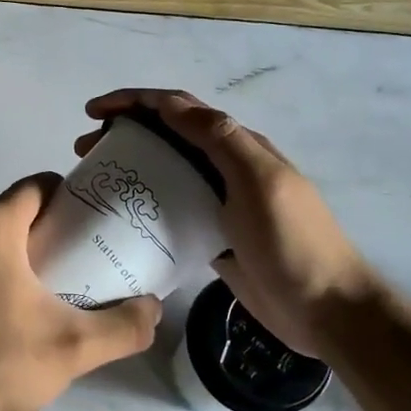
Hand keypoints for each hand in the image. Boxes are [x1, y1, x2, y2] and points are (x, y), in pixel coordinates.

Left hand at [0, 173, 160, 410]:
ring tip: (24, 305)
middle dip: (38, 237)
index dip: (69, 200)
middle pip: (7, 216)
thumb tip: (153, 308)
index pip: (38, 187)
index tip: (89, 229)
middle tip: (66, 275)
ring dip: (1, 261)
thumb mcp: (70, 350)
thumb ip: (122, 327)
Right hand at [79, 90, 375, 356]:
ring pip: (165, 170)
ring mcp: (218, 201)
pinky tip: (121, 215)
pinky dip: (143, 202)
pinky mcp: (210, 234)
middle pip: (166, 135)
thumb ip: (220, 139)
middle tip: (85, 150)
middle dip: (124, 131)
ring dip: (130, 164)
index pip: (178, 108)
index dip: (135, 101)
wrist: (325, 308)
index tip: (94, 112)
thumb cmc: (292, 241)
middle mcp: (225, 166)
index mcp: (237, 145)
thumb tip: (171, 104)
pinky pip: (170, 208)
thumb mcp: (259, 181)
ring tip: (95, 178)